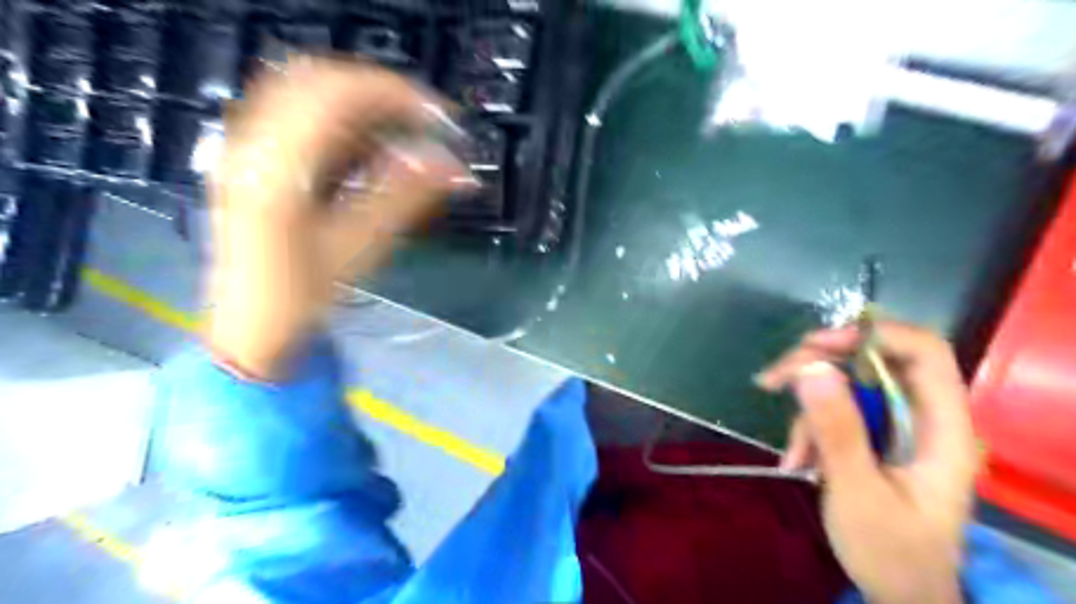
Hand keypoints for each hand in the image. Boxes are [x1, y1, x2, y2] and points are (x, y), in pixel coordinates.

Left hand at [202, 57, 468, 376]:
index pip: (337, 95)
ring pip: (306, 94)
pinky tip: (368, 150)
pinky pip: (298, 117)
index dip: (395, 95)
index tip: (438, 117)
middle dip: (380, 94)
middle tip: (424, 121)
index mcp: (276, 169)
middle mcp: (250, 145)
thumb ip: (405, 198)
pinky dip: (341, 123)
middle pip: (318, 81)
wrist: (250, 326)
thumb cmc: (302, 296)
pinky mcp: (249, 159)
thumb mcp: (360, 247)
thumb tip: (454, 166)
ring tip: (403, 136)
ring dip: (361, 107)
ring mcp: (243, 149)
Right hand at [751, 321, 981, 602]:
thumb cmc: (891, 552)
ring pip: (846, 389)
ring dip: (808, 411)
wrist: (899, 595)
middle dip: (820, 366)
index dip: (873, 335)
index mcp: (942, 430)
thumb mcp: (857, 492)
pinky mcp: (872, 440)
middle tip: (774, 379)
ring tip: (791, 454)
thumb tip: (810, 368)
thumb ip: (836, 430)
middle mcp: (921, 420)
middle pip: (873, 363)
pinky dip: (809, 433)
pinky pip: (835, 415)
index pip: (924, 353)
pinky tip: (796, 463)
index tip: (816, 344)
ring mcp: (894, 430)